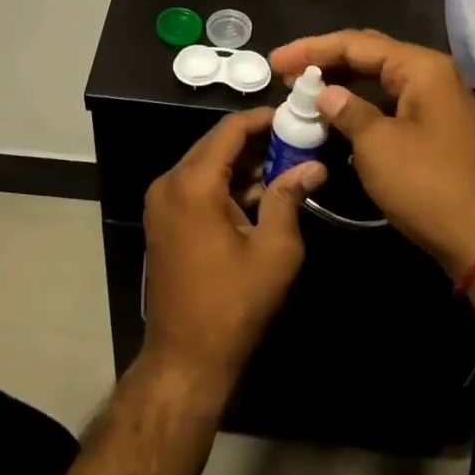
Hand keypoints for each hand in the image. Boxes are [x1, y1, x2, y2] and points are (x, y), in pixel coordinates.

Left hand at [142, 108, 323, 396]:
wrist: (185, 358)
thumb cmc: (233, 304)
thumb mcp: (274, 250)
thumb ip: (289, 198)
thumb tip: (313, 166)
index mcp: (193, 184)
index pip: (229, 130)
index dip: (263, 119)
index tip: (295, 116)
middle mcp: (169, 183)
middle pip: (215, 144)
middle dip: (256, 141)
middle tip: (296, 142)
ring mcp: (161, 202)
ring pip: (206, 164)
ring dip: (242, 163)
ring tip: (285, 166)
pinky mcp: (162, 219)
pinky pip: (196, 185)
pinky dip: (225, 183)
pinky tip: (258, 194)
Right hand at [269, 30, 474, 276]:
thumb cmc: (427, 186)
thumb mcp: (377, 145)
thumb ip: (347, 111)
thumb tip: (325, 93)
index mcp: (421, 68)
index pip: (356, 44)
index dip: (311, 49)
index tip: (275, 61)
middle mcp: (432, 75)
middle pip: (369, 55)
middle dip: (325, 61)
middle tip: (285, 72)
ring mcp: (436, 102)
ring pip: (379, 79)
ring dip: (341, 83)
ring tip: (303, 91)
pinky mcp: (435, 128)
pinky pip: (389, 103)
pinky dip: (360, 105)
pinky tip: (335, 114)